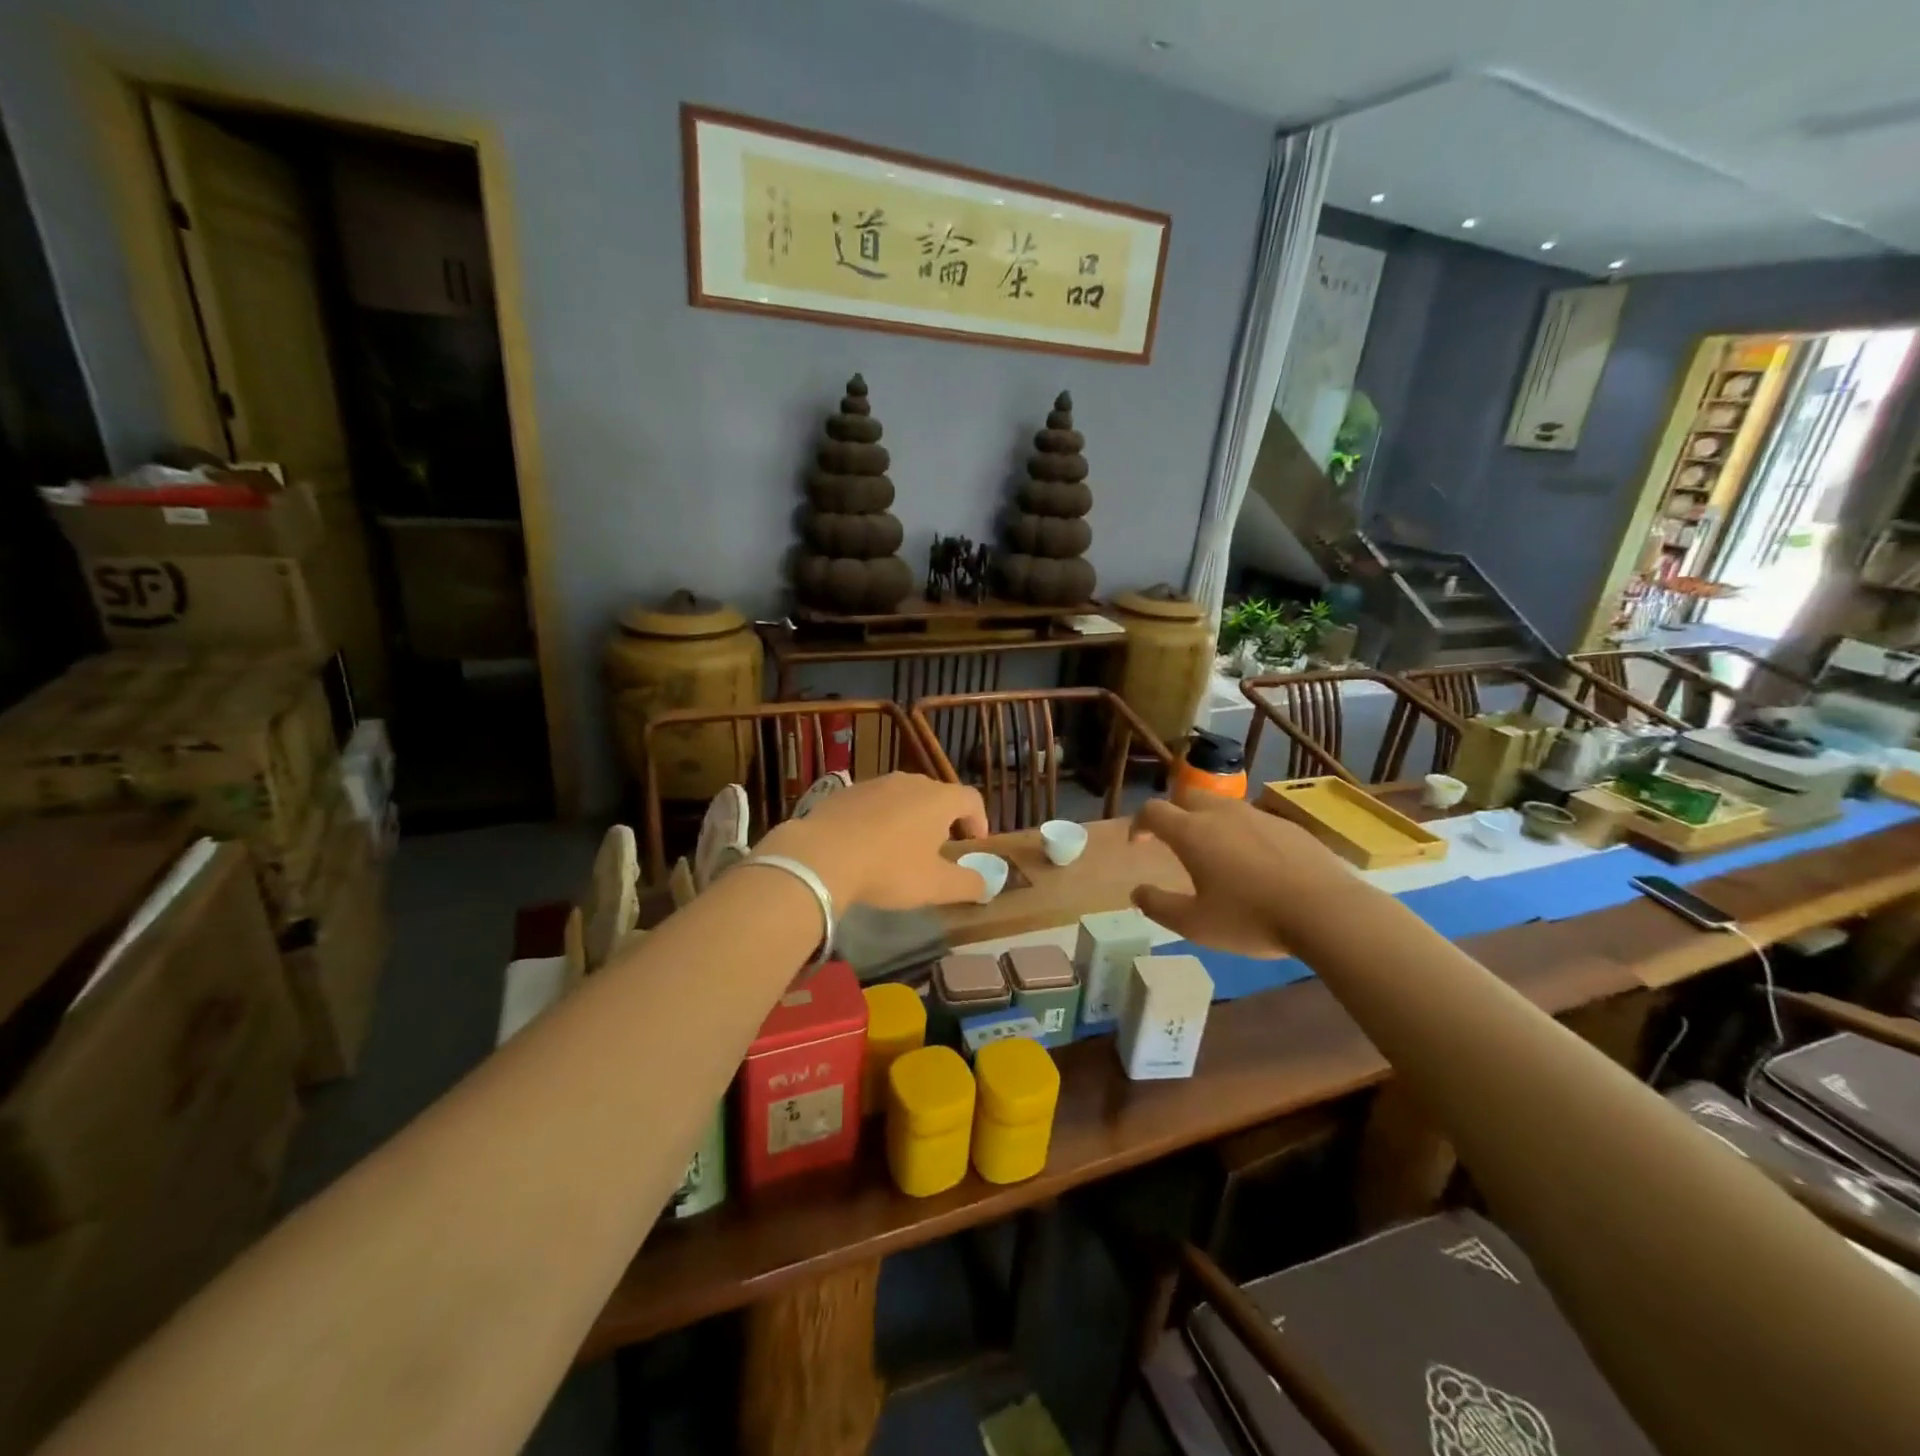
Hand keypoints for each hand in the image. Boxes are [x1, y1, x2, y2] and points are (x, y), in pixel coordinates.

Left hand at [755, 772, 989, 909]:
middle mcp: (909, 782)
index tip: (974, 844)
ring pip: (902, 798)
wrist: (820, 856)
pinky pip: (872, 804)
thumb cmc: (888, 868)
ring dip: (909, 819)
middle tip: (939, 850)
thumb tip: (987, 885)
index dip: (979, 821)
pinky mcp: (844, 792)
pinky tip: (866, 846)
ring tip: (900, 849)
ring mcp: (874, 783)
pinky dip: (878, 820)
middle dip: (943, 820)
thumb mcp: (935, 886)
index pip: (971, 798)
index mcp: (938, 799)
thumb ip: (967, 884)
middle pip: (936, 795)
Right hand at [1129, 795, 1358, 955]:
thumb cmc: (1251, 918)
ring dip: (1208, 821)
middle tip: (1172, 840)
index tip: (1138, 843)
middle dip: (1173, 812)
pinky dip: (1241, 833)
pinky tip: (1254, 863)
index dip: (1139, 823)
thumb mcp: (1194, 924)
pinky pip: (1253, 820)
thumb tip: (1137, 892)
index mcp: (1192, 832)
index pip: (1153, 811)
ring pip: (1222, 806)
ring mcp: (1258, 815)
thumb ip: (1158, 905)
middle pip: (1187, 796)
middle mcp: (1221, 814)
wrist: (1327, 912)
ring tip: (1214, 853)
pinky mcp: (1289, 826)